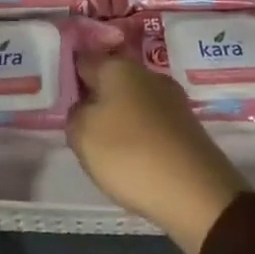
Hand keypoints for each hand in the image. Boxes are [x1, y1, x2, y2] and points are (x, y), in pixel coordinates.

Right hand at [67, 49, 251, 253]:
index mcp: (117, 66)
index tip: (57, 96)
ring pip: (132, 100)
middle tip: (80, 126)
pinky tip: (135, 158)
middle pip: (110, 79)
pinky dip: (140, 135)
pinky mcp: (187, 124)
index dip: (68, 75)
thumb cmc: (130, 155)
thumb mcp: (82, 136)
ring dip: (118, 117)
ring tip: (105, 147)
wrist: (197, 193)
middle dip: (95, 98)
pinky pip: (151, 122)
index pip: (83, 60)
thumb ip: (75, 114)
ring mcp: (171, 98)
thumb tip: (85, 107)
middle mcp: (146, 73)